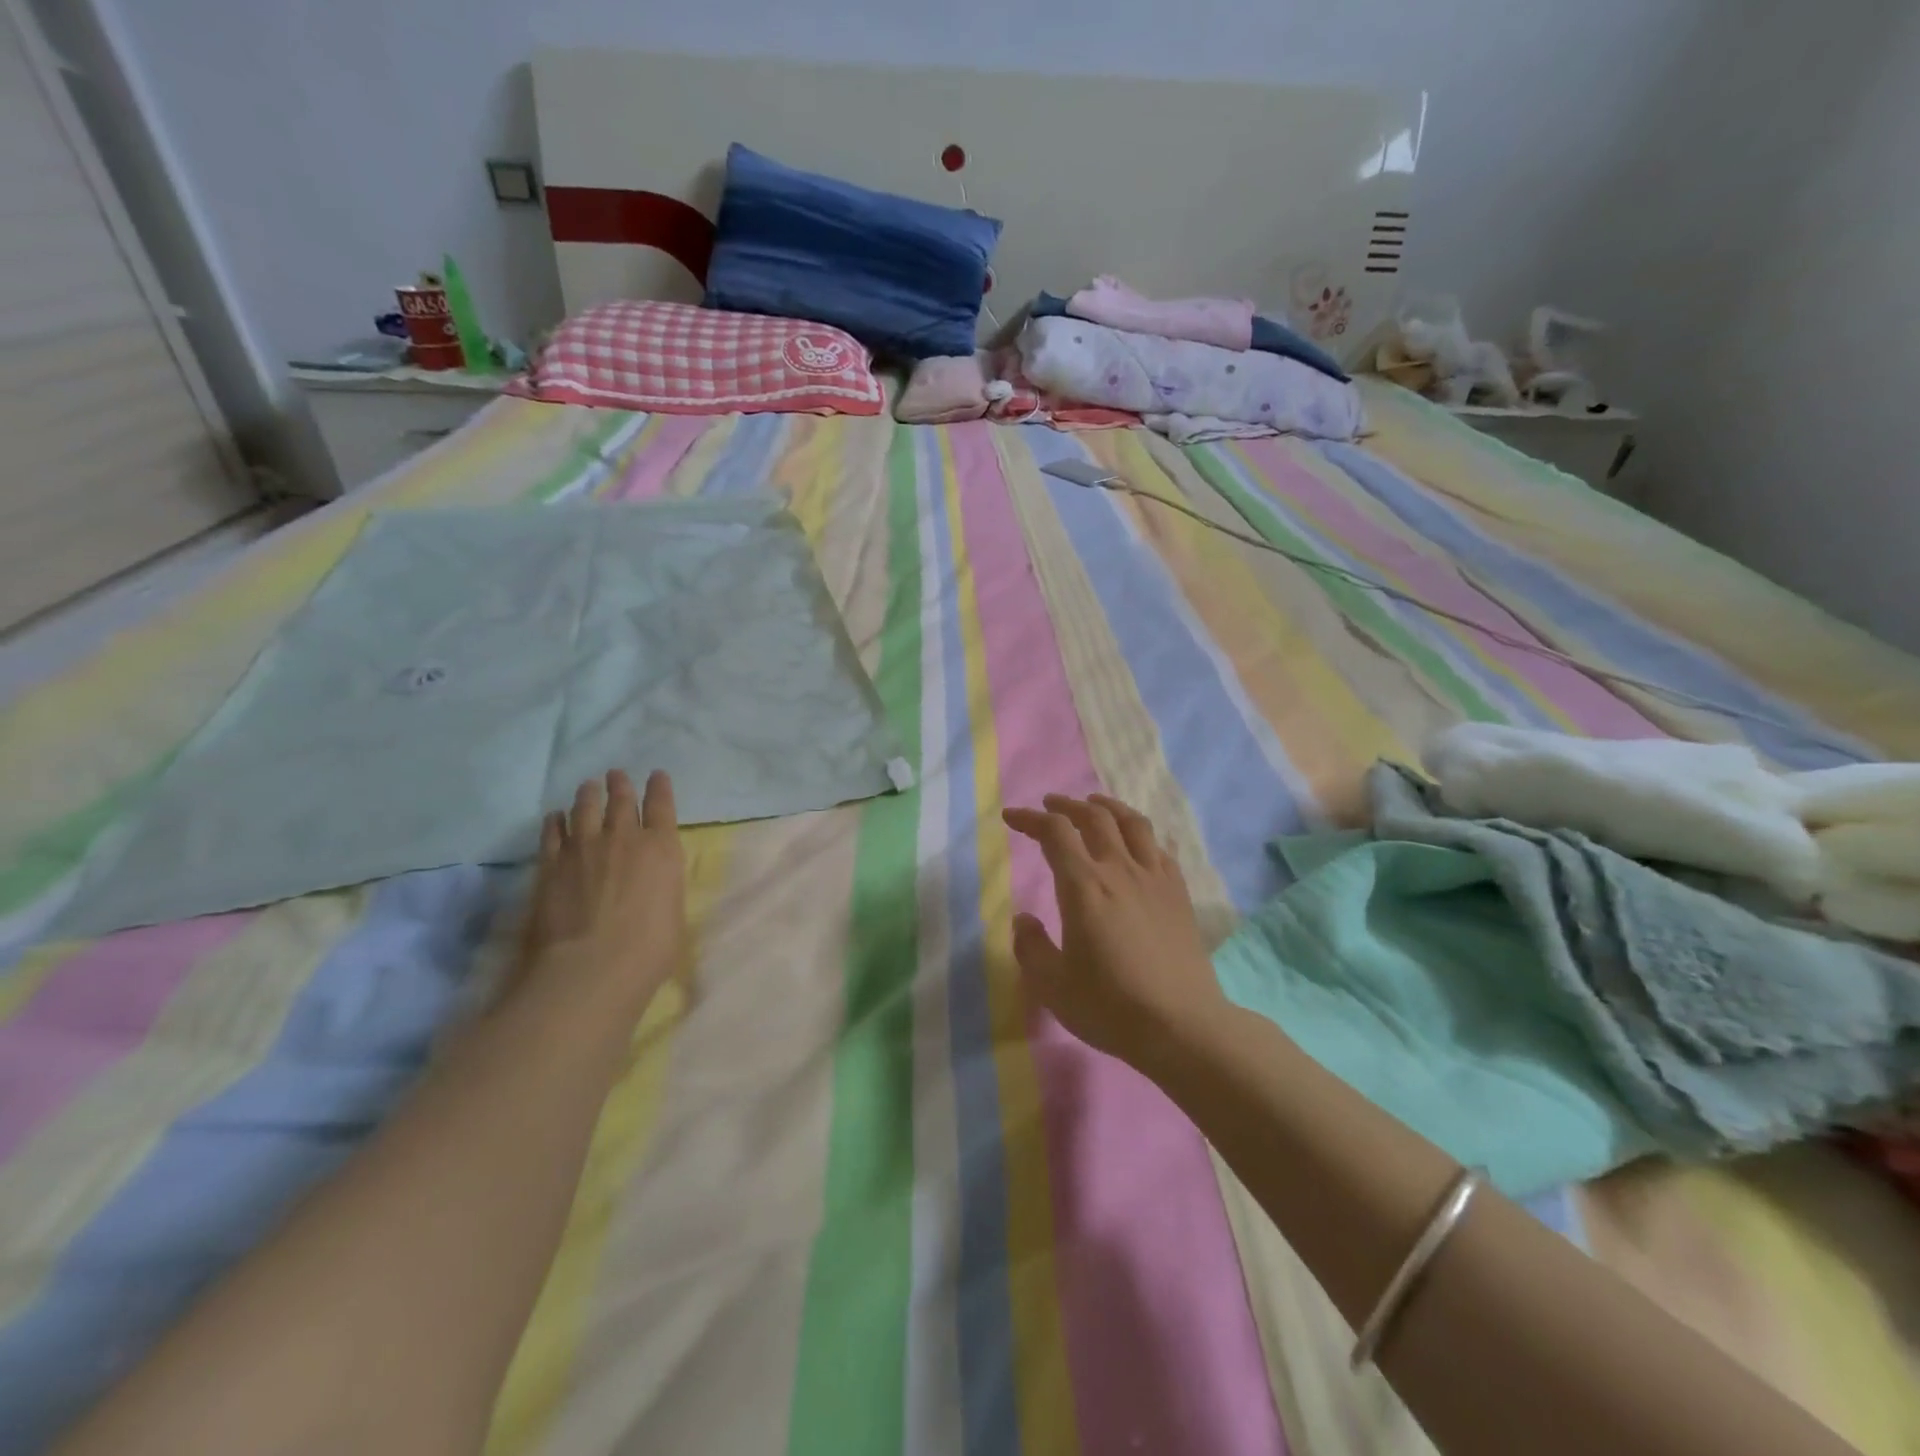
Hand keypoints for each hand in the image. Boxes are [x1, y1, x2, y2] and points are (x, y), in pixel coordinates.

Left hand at [518, 770, 685, 1012]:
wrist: (590, 967)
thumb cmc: (648, 949)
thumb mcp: (673, 914)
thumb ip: (664, 888)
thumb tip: (655, 885)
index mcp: (662, 849)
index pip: (662, 806)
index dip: (660, 788)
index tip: (657, 775)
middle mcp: (624, 838)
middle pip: (622, 800)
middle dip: (621, 785)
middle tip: (616, 775)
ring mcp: (584, 847)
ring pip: (586, 808)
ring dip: (589, 794)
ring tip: (589, 786)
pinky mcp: (551, 863)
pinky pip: (553, 832)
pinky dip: (556, 821)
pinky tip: (555, 816)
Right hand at [1002, 793, 1226, 1067]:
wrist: (1182, 1026)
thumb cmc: (1110, 1006)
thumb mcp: (1052, 985)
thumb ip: (1030, 947)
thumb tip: (1023, 919)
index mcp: (1084, 886)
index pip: (1054, 833)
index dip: (1030, 819)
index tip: (1011, 818)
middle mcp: (1119, 870)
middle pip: (1094, 816)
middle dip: (1066, 805)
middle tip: (1049, 806)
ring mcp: (1154, 878)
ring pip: (1132, 823)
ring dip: (1107, 806)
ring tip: (1093, 804)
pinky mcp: (1178, 893)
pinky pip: (1158, 847)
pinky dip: (1139, 834)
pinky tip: (1135, 843)